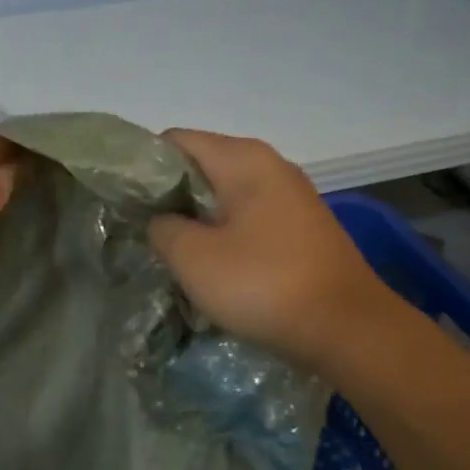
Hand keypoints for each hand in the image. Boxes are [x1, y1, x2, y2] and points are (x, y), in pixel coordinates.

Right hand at [148, 129, 396, 374]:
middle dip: (169, 196)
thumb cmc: (263, 283)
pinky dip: (225, 236)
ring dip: (197, 220)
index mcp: (243, 159)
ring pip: (226, 197)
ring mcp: (292, 198)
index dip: (143, 167)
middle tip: (141, 231)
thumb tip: (162, 221)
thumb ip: (162, 228)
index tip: (123, 201)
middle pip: (202, 167)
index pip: (175, 141)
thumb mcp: (193, 257)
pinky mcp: (302, 229)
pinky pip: (250, 220)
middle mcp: (271, 166)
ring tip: (172, 253)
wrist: (346, 328)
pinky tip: (213, 267)